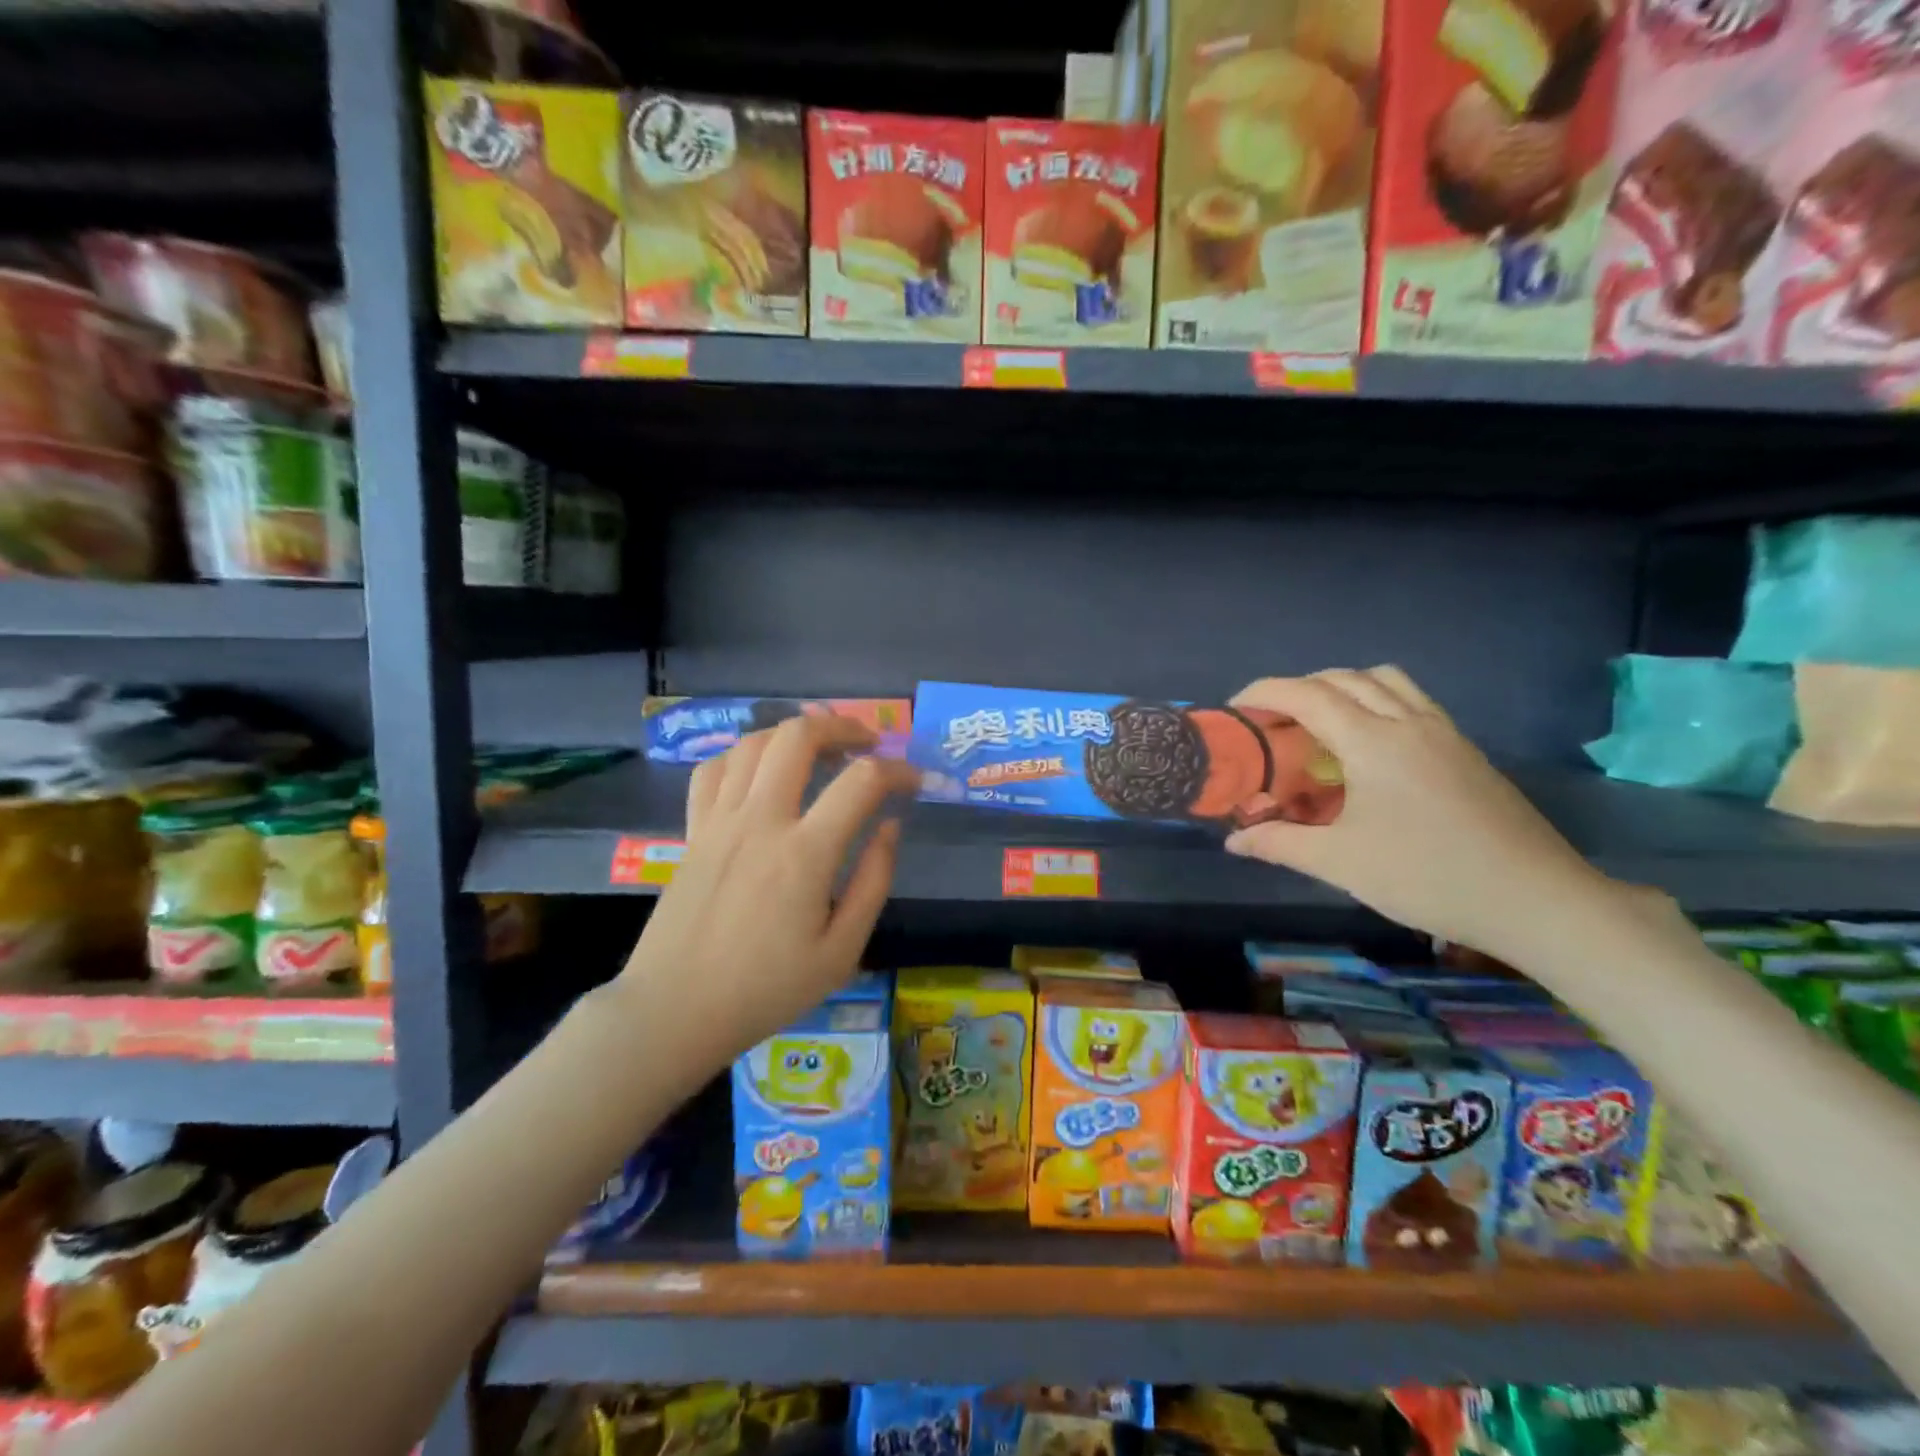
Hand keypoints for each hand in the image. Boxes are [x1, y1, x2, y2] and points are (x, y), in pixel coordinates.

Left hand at [616, 714, 918, 1063]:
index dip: (898, 770)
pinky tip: (760, 770)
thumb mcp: (841, 951)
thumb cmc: (766, 989)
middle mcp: (761, 821)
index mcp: (805, 854)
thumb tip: (890, 826)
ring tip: (819, 747)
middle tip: (866, 742)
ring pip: (754, 742)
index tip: (916, 781)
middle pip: (799, 736)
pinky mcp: (693, 829)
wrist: (675, 1009)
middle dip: (842, 726)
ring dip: (793, 733)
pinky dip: (743, 755)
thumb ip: (873, 882)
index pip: (862, 781)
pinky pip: (714, 769)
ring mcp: (720, 820)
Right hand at [1224, 668, 1628, 964]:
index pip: (1307, 694)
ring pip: (1384, 680)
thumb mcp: (1340, 863)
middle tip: (1271, 722)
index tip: (1234, 710)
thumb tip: (1234, 841)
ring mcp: (1443, 732)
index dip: (1263, 693)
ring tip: (1318, 724)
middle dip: (1298, 688)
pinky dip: (1375, 702)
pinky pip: (1410, 700)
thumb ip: (1279, 844)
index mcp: (1373, 741)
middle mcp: (1408, 722)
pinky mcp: (1465, 749)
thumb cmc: (1427, 876)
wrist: (1535, 900)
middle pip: (1344, 677)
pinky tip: (1367, 747)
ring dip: (1341, 688)